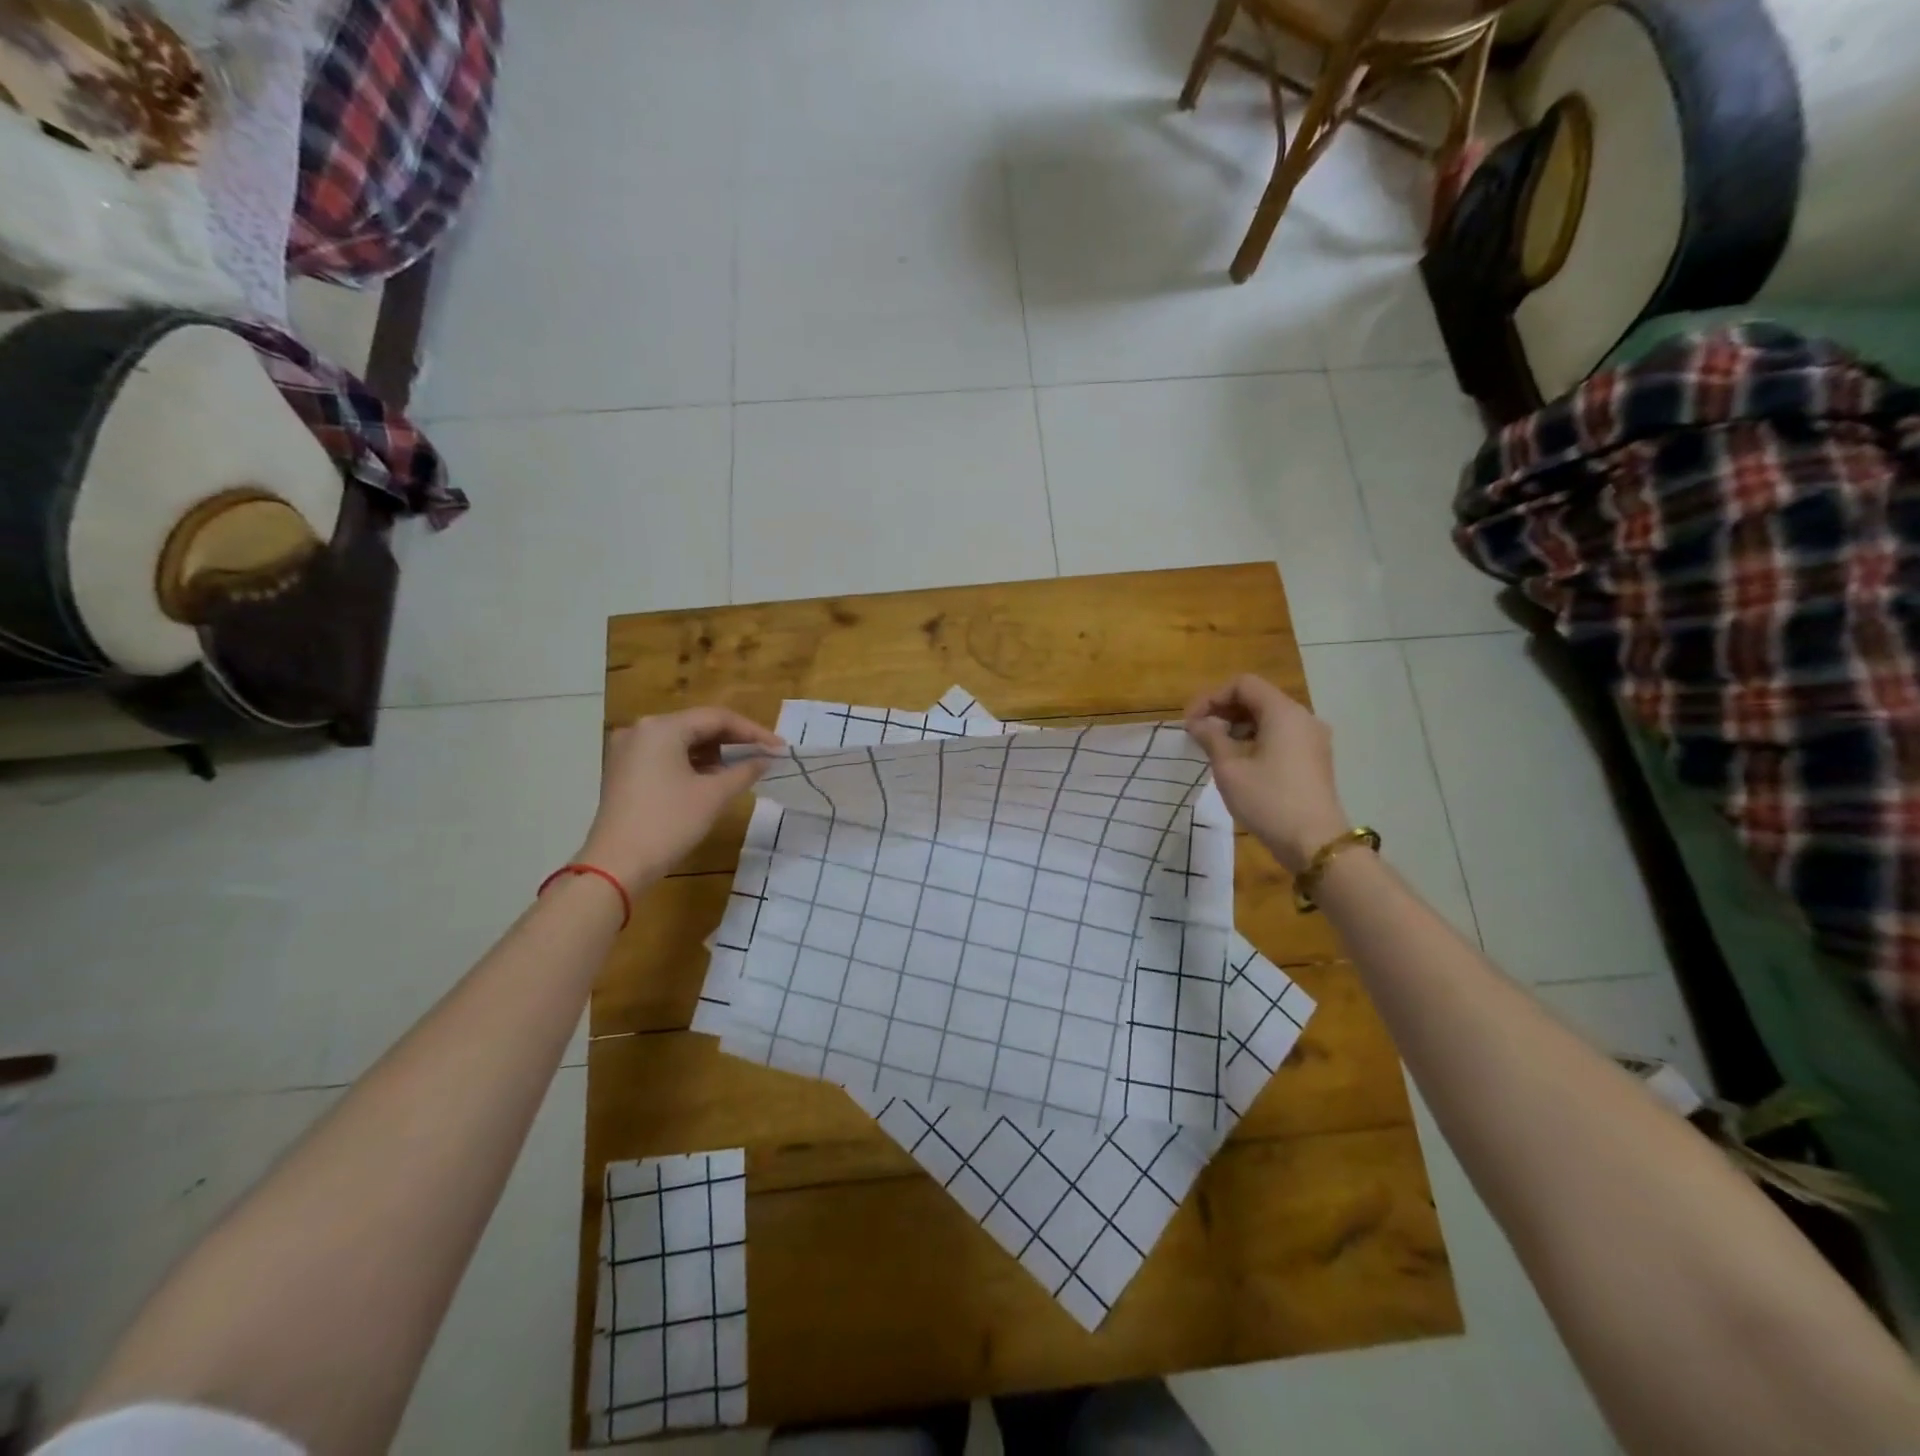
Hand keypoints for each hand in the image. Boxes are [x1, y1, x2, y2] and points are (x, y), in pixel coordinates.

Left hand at [576, 707, 783, 890]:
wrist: (616, 865)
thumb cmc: (668, 823)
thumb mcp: (713, 796)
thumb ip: (744, 771)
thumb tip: (766, 759)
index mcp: (662, 727)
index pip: (717, 718)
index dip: (753, 732)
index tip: (779, 748)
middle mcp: (641, 730)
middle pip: (698, 725)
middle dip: (733, 740)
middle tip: (764, 756)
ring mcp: (628, 750)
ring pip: (682, 741)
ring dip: (714, 752)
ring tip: (742, 768)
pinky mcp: (624, 770)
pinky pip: (666, 755)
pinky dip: (692, 763)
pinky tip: (712, 778)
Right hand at [1184, 674, 1350, 872]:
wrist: (1315, 843)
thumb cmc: (1268, 801)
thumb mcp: (1230, 768)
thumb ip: (1211, 737)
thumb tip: (1198, 722)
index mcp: (1284, 712)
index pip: (1243, 684)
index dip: (1212, 697)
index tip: (1191, 722)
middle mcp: (1303, 718)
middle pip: (1258, 698)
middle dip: (1224, 711)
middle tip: (1198, 734)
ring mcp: (1313, 739)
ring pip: (1269, 718)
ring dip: (1238, 726)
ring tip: (1214, 748)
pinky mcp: (1315, 759)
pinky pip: (1281, 736)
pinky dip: (1256, 739)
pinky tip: (1239, 761)